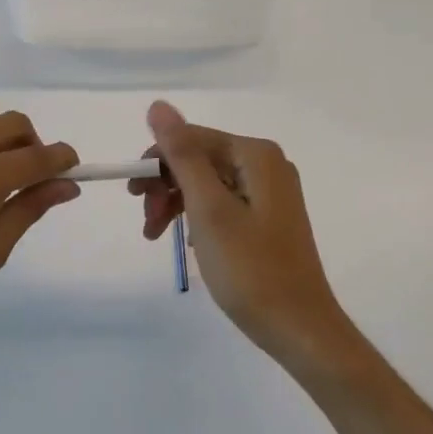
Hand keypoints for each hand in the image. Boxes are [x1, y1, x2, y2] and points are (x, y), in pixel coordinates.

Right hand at [132, 101, 353, 368]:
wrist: (299, 328)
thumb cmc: (250, 269)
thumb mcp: (209, 209)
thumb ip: (183, 155)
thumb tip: (158, 105)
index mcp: (256, 155)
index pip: (192, 138)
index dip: (157, 162)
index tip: (133, 196)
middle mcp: (267, 165)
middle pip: (200, 159)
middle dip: (166, 186)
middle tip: (147, 223)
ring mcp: (271, 193)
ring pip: (209, 183)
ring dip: (178, 204)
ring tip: (155, 236)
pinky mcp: (269, 218)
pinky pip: (224, 203)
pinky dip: (199, 218)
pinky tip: (187, 242)